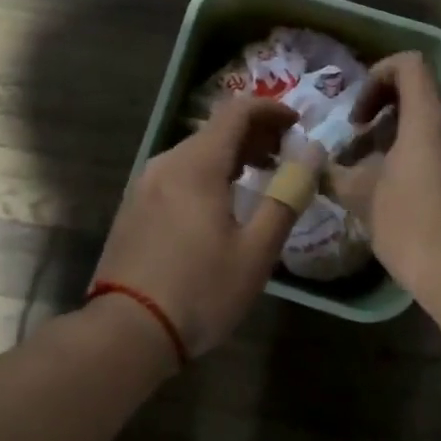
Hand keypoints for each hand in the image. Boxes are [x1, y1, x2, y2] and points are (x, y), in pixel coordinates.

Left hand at [91, 97, 300, 355]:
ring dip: (231, 155)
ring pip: (195, 152)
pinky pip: (177, 174)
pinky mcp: (134, 206)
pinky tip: (220, 203)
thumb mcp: (256, 251)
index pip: (237, 111)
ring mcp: (144, 184)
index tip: (298, 123)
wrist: (128, 331)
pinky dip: (206, 173)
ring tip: (258, 178)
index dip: (271, 109)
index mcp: (197, 164)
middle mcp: (166, 163)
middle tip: (286, 155)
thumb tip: (312, 154)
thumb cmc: (201, 291)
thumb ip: (286, 197)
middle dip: (255, 134)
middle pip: (215, 130)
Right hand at [327, 53, 440, 304]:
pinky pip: (439, 144)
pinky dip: (413, 150)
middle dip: (381, 107)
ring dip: (394, 132)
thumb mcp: (360, 196)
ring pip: (428, 120)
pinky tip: (390, 186)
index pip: (410, 64)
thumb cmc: (409, 224)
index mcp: (429, 119)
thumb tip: (315, 163)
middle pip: (418, 92)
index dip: (378, 74)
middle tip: (356, 137)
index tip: (358, 112)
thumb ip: (335, 170)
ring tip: (366, 165)